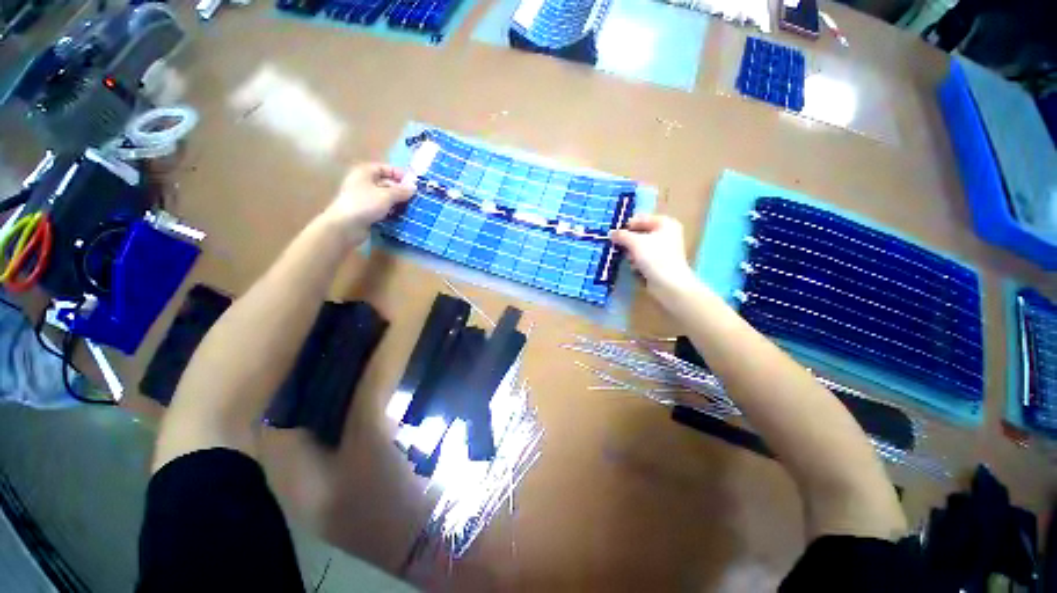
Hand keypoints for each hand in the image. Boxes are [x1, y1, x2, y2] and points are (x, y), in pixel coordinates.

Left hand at [320, 163, 414, 245]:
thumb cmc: (365, 205)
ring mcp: (364, 198)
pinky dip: (391, 211)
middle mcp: (363, 183)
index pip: (385, 168)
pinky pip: (382, 208)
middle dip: (400, 190)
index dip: (399, 174)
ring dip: (397, 202)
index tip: (412, 183)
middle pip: (386, 183)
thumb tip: (414, 187)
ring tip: (411, 208)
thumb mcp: (386, 195)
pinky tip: (401, 217)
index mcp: (365, 173)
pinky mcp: (365, 212)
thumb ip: (401, 191)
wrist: (345, 226)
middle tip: (414, 198)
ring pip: (385, 197)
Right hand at [610, 214, 695, 293]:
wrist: (669, 284)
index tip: (613, 234)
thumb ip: (622, 235)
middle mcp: (666, 233)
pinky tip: (635, 268)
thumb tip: (611, 233)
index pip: (640, 219)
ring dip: (631, 253)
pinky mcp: (659, 262)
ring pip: (639, 246)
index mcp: (665, 223)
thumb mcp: (635, 242)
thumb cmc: (655, 258)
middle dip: (628, 241)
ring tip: (630, 259)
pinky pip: (643, 257)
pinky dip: (637, 261)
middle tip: (618, 247)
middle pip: (639, 233)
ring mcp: (663, 249)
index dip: (626, 226)